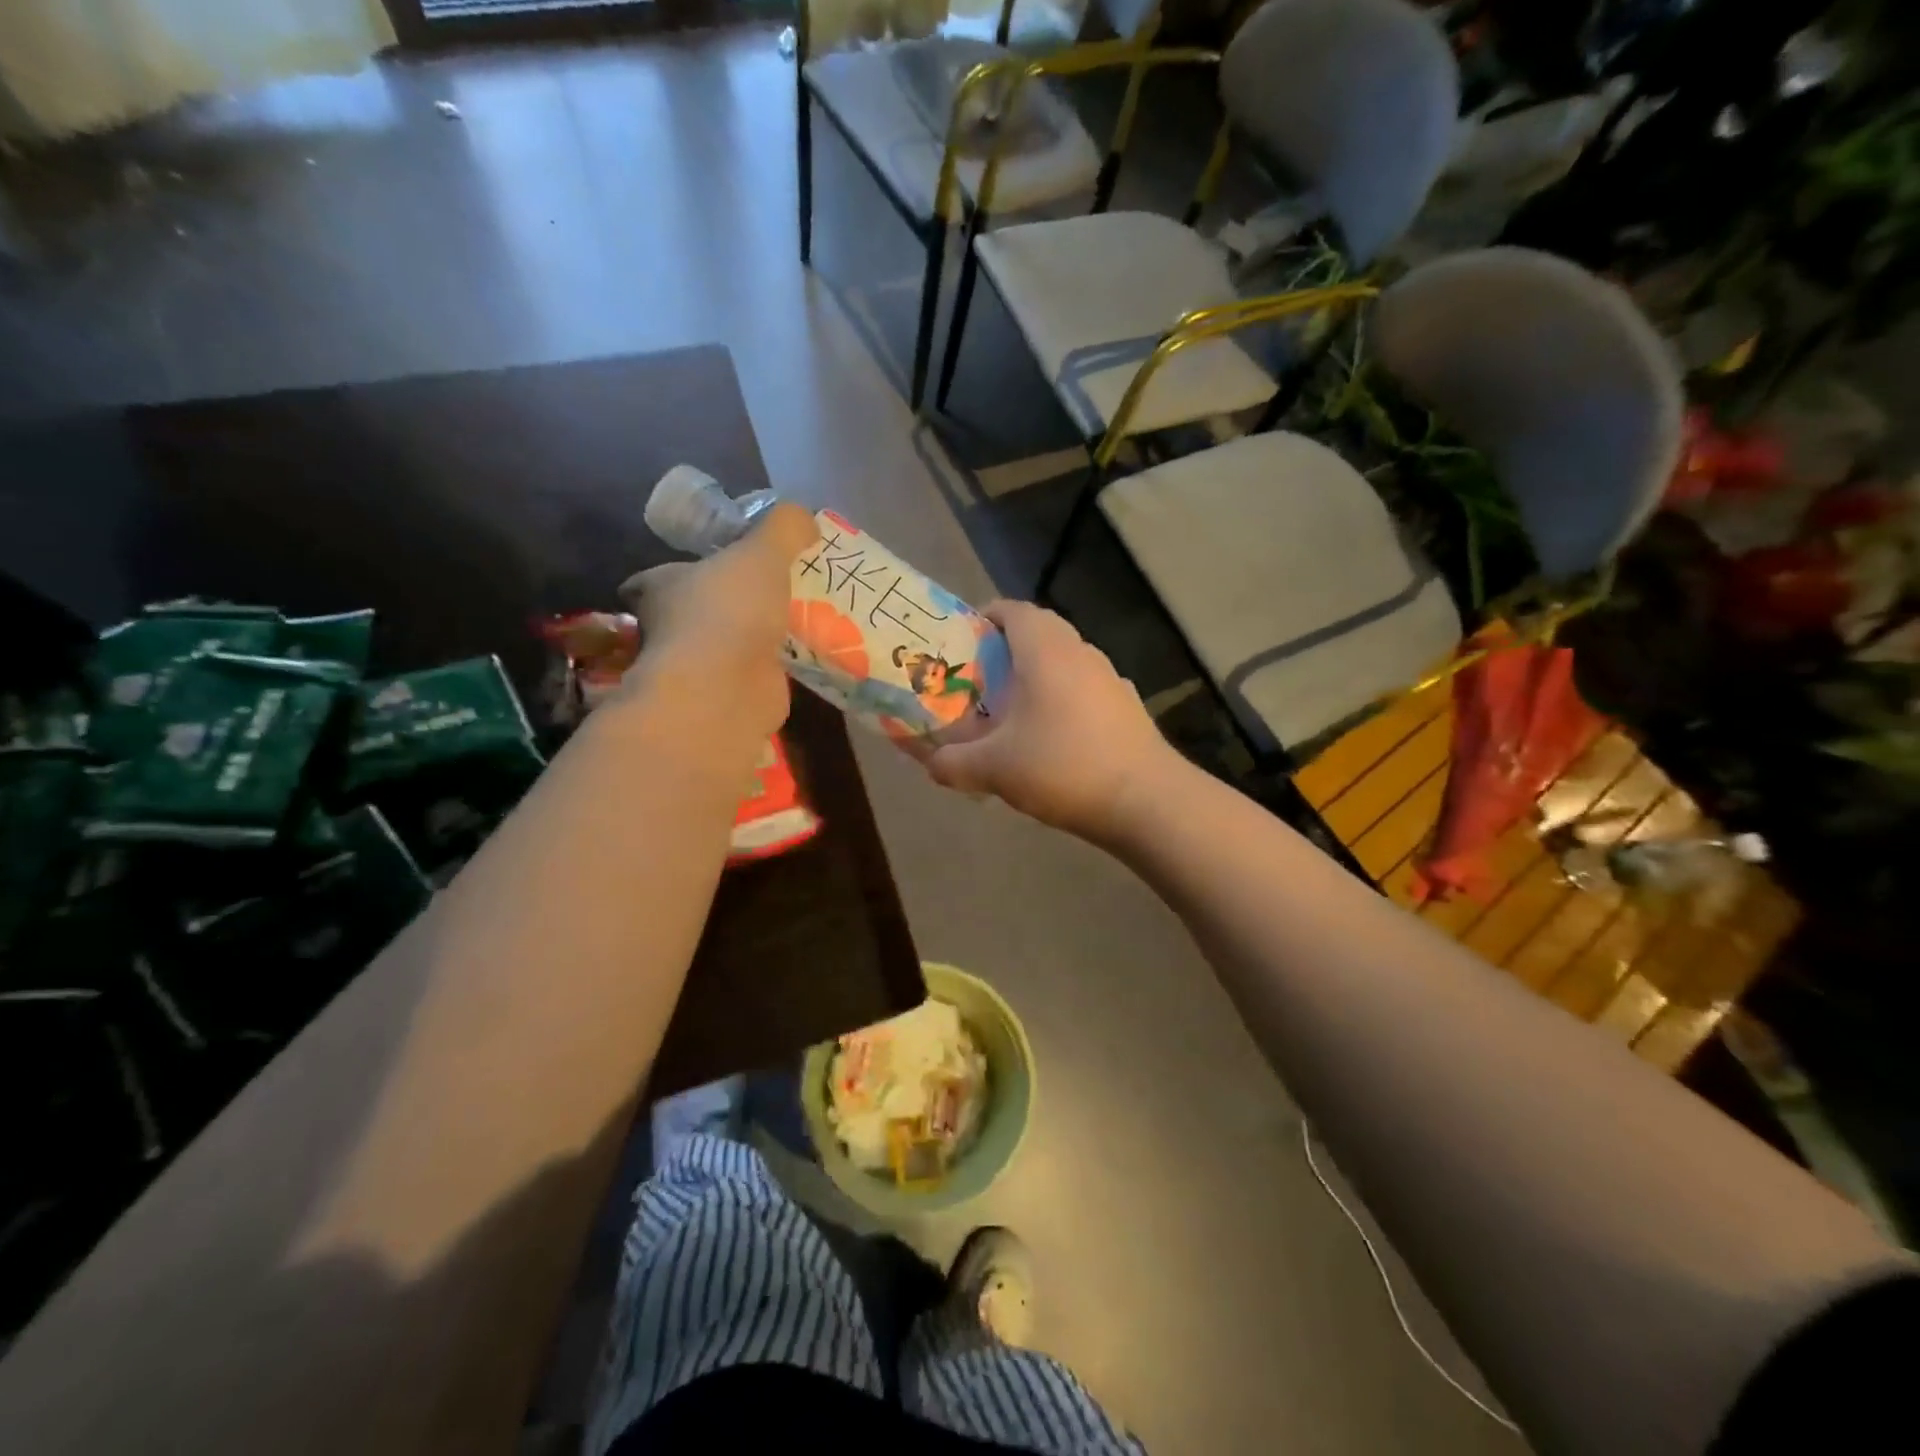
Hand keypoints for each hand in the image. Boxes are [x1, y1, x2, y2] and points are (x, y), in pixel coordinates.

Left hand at [618, 502, 818, 737]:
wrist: (726, 691)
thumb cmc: (729, 612)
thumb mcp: (762, 553)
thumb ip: (784, 529)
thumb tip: (806, 518)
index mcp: (662, 589)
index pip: (655, 579)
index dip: (679, 571)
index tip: (709, 566)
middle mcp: (672, 631)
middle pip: (694, 614)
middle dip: (723, 608)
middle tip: (768, 593)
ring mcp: (699, 670)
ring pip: (725, 648)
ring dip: (751, 641)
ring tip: (795, 623)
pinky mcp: (729, 698)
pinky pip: (753, 678)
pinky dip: (772, 672)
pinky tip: (801, 660)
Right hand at [924, 601, 1177, 841]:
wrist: (1146, 800)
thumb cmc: (1062, 767)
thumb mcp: (994, 769)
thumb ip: (953, 763)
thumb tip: (931, 763)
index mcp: (1046, 650)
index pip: (1013, 610)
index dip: (984, 617)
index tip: (962, 641)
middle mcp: (1081, 652)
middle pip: (1039, 633)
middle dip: (1006, 649)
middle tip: (979, 679)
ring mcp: (1111, 678)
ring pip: (1065, 662)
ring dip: (1037, 676)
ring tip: (1012, 710)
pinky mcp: (1128, 707)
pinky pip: (1085, 690)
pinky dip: (1063, 701)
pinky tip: (1053, 737)